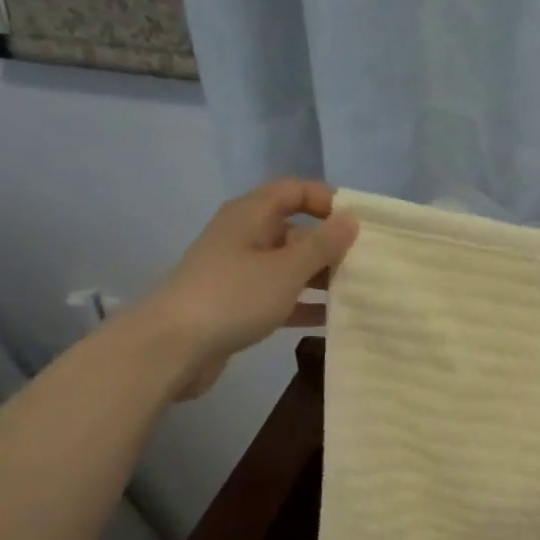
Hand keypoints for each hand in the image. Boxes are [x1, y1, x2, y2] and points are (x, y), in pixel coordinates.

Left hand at [127, 179, 358, 400]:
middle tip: (368, 261)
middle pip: (294, 230)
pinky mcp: (237, 305)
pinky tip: (333, 318)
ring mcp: (239, 272)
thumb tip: (351, 219)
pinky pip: (280, 296)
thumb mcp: (287, 269)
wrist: (171, 348)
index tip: (360, 223)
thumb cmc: (233, 297)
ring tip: (359, 290)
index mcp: (251, 216)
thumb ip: (322, 245)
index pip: (294, 191)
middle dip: (330, 244)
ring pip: (289, 266)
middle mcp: (244, 237)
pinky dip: (304, 303)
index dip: (327, 199)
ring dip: (321, 276)